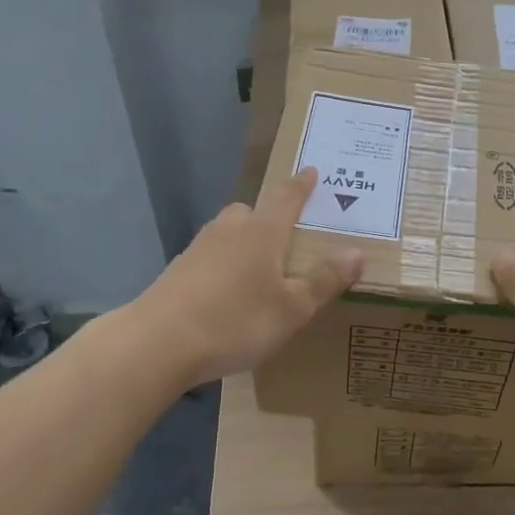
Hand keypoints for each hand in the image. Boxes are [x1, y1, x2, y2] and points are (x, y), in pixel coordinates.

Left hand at [126, 168, 363, 387]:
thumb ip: (324, 280)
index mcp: (262, 232)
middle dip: (268, 216)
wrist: (158, 343)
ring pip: (227, 234)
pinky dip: (222, 266)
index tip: (311, 171)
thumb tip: (357, 252)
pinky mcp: (177, 272)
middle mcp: (229, 231)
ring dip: (243, 242)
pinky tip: (226, 294)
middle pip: (251, 211)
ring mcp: (198, 249)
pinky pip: (209, 258)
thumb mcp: (292, 308)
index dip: (301, 185)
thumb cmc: (236, 320)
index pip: (286, 197)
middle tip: (285, 234)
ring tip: (258, 270)